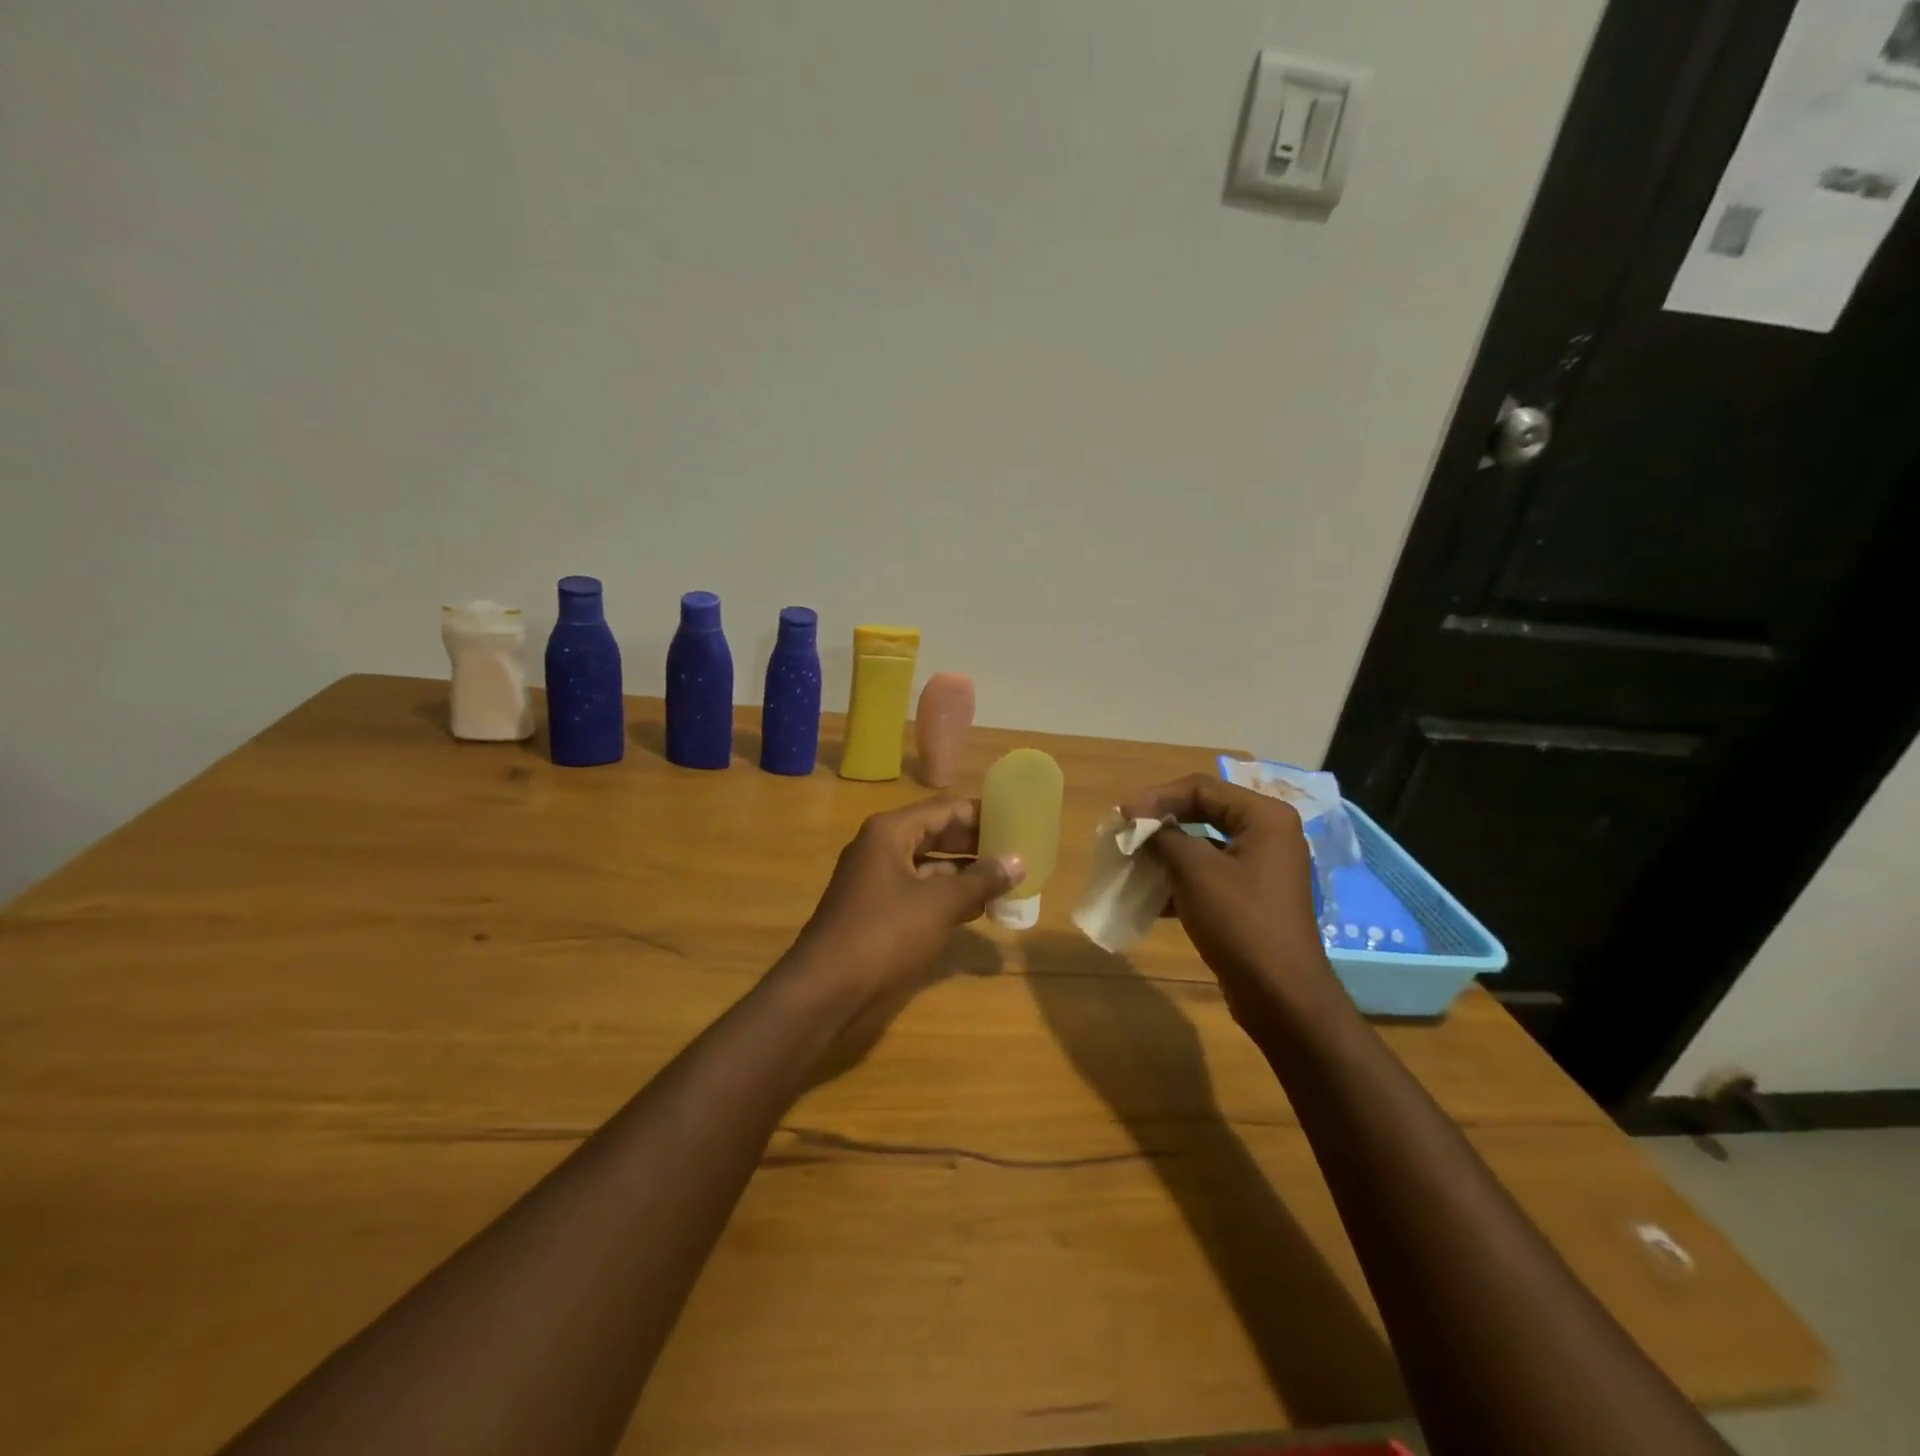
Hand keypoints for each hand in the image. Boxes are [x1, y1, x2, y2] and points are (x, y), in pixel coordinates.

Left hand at [788, 797, 1023, 1001]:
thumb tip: (1017, 862)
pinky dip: (947, 896)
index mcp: (890, 831)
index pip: (946, 809)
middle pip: (937, 834)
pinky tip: (979, 908)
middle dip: (976, 844)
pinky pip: (920, 891)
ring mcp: (876, 879)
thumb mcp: (939, 904)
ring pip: (930, 865)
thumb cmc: (884, 934)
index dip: (983, 814)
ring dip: (965, 873)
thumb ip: (980, 880)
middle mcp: (881, 847)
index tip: (1019, 820)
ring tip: (1008, 879)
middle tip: (1019, 851)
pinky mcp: (877, 909)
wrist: (825, 989)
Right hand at [1120, 774, 1333, 1026]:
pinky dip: (1179, 881)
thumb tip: (1139, 825)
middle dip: (1160, 824)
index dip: (1157, 797)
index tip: (1122, 815)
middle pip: (1202, 812)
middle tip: (1124, 834)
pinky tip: (1149, 899)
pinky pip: (1208, 875)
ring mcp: (1261, 868)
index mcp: (1264, 817)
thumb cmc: (1240, 922)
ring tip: (1131, 865)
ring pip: (1202, 846)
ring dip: (1165, 854)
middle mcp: (1267, 834)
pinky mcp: (1250, 897)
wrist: (1281, 996)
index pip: (1201, 788)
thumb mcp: (1195, 871)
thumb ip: (1164, 837)